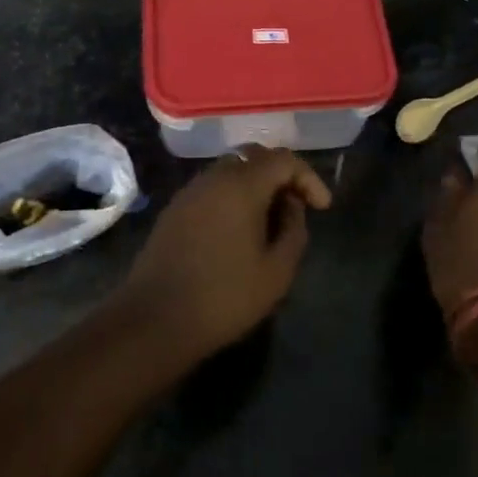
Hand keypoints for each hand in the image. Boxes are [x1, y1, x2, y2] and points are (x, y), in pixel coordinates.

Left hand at [119, 146, 331, 359]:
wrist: (155, 319)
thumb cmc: (224, 296)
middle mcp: (214, 177)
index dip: (308, 178)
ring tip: (270, 222)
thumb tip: (292, 207)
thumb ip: (294, 231)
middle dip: (281, 176)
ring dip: (256, 187)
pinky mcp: (174, 210)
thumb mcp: (276, 271)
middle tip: (296, 207)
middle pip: (255, 157)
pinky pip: (212, 189)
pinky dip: (233, 198)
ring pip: (231, 172)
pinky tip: (239, 231)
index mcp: (242, 185)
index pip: (283, 159)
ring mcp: (190, 192)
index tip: (322, 207)